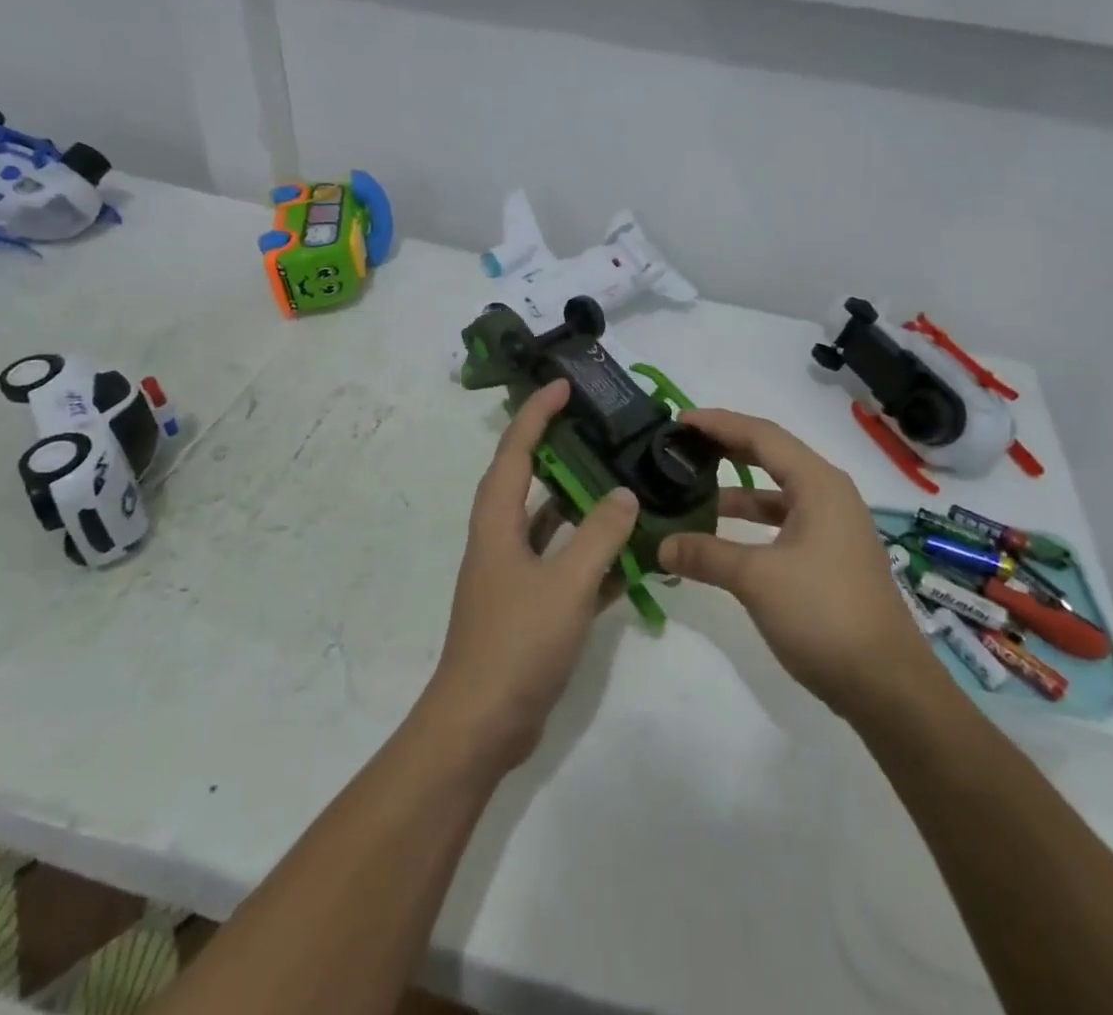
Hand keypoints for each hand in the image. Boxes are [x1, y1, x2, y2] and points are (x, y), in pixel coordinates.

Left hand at [424, 379, 638, 772]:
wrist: (481, 727)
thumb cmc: (516, 644)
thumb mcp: (565, 584)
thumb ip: (598, 536)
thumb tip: (624, 493)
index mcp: (497, 523)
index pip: (515, 452)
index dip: (536, 415)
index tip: (562, 386)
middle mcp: (501, 541)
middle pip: (529, 482)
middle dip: (559, 452)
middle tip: (600, 431)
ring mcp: (515, 576)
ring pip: (550, 526)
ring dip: (581, 506)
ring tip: (622, 484)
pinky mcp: (530, 608)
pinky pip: (564, 567)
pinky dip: (592, 557)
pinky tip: (631, 557)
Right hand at [657, 409, 943, 713]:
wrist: (886, 684)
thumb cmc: (824, 613)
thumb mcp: (757, 579)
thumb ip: (706, 554)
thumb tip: (662, 545)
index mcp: (818, 484)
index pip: (761, 435)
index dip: (718, 423)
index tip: (679, 421)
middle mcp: (828, 494)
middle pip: (770, 455)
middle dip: (726, 448)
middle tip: (683, 446)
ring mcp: (832, 526)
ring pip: (776, 492)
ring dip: (736, 491)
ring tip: (692, 492)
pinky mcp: (830, 555)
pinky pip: (783, 521)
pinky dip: (751, 522)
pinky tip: (721, 537)